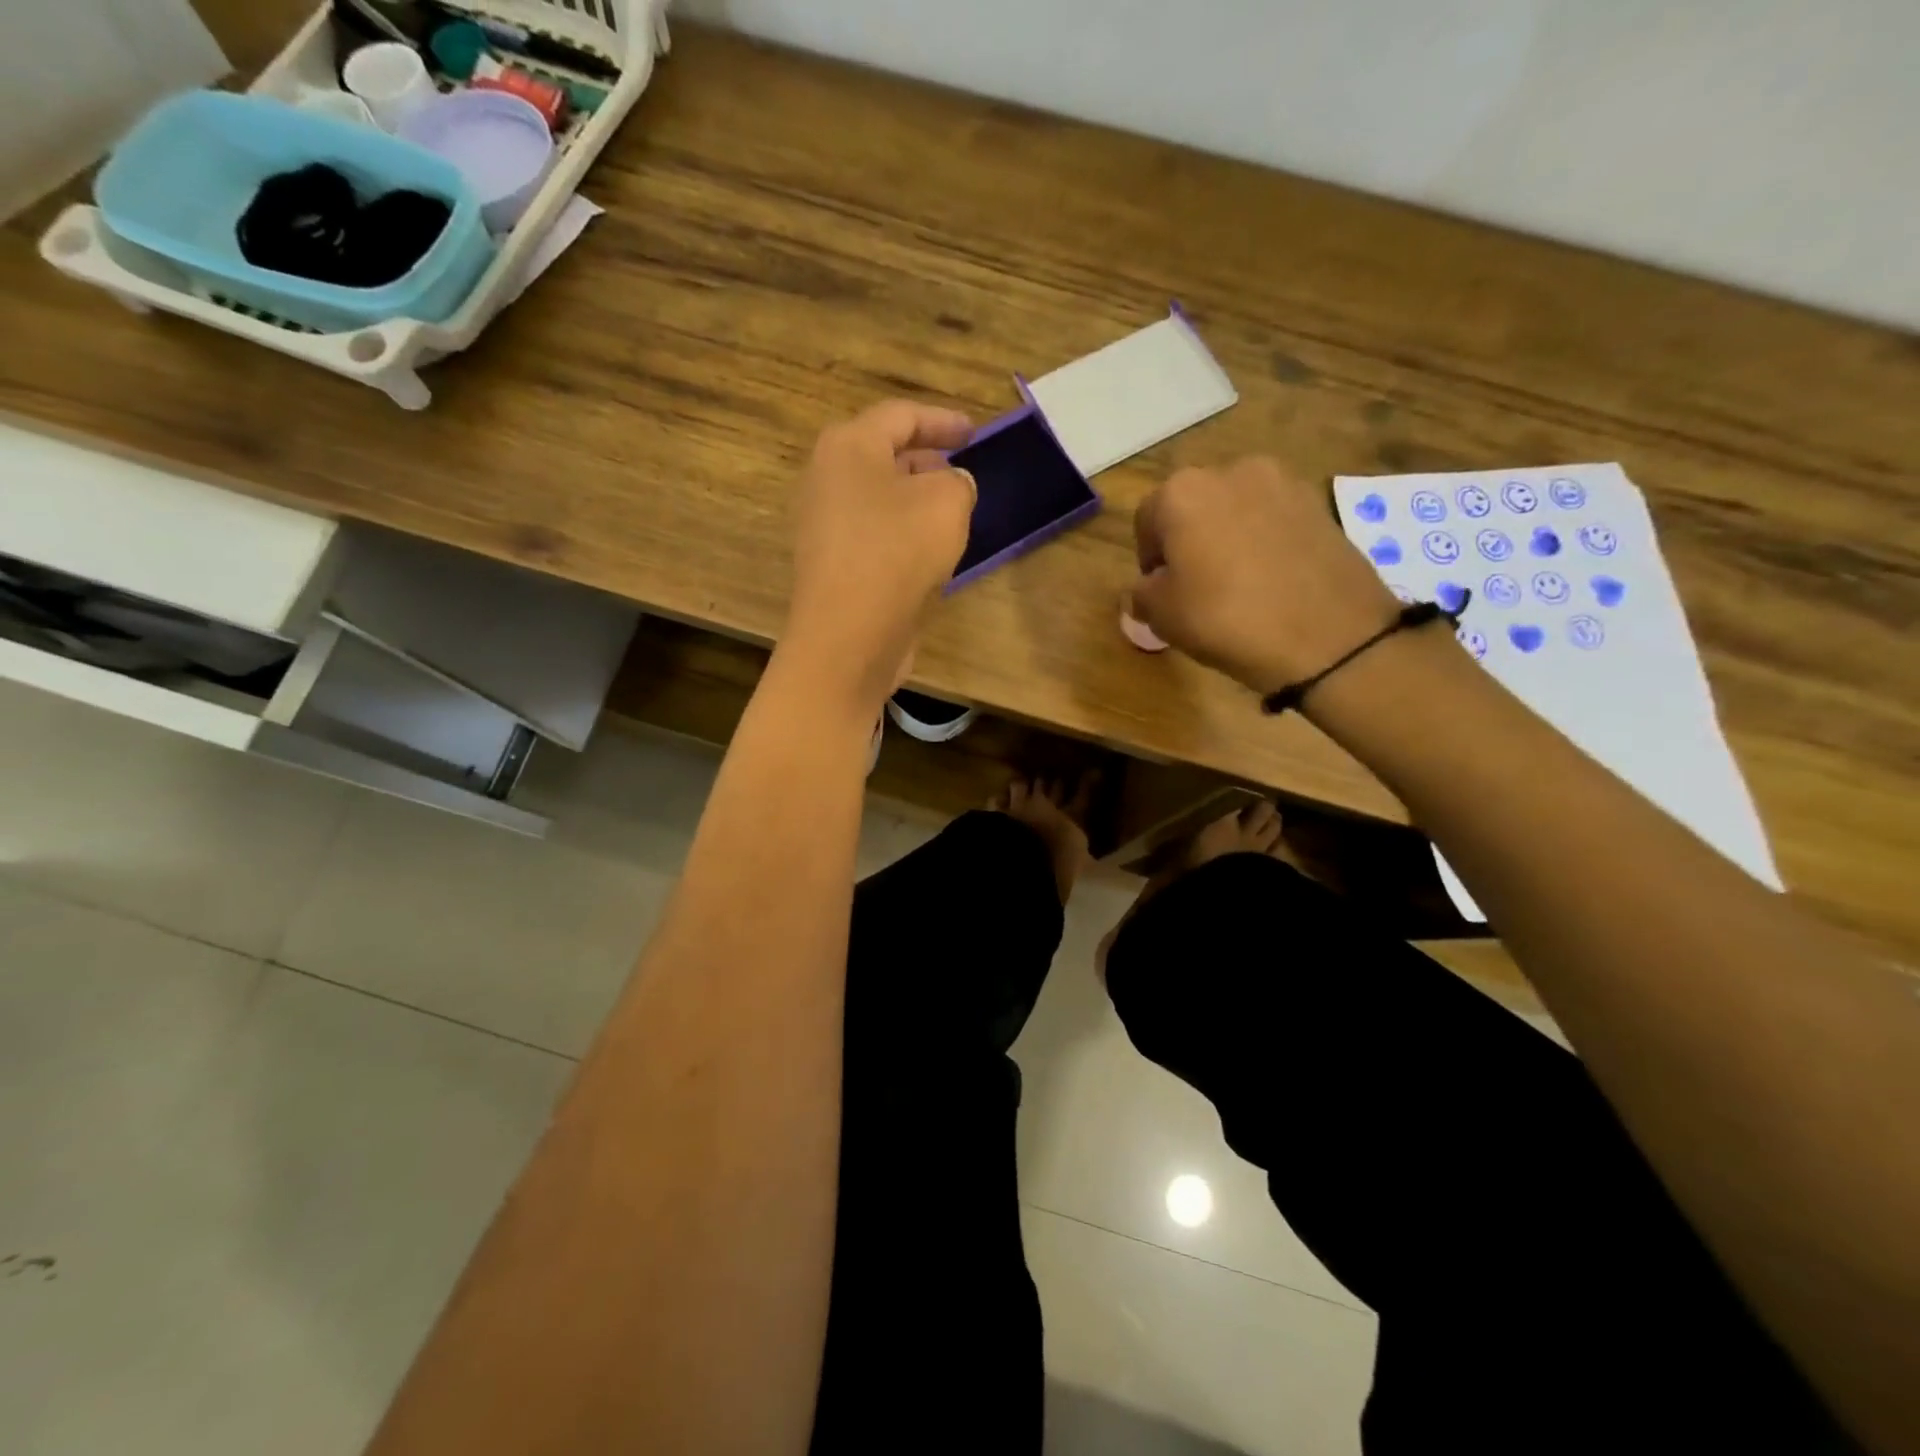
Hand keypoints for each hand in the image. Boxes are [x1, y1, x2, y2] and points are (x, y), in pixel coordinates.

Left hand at [783, 400, 976, 710]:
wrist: (848, 634)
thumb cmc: (897, 552)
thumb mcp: (948, 502)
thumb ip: (958, 482)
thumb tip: (950, 487)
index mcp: (849, 446)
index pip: (901, 416)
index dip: (943, 420)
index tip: (975, 433)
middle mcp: (826, 478)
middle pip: (883, 455)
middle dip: (927, 461)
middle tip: (962, 474)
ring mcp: (823, 524)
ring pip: (878, 498)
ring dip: (916, 501)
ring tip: (952, 514)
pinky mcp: (831, 564)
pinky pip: (873, 534)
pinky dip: (902, 533)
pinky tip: (929, 553)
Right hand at [1128, 457, 1398, 694]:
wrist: (1327, 635)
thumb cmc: (1225, 618)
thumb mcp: (1163, 615)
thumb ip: (1142, 594)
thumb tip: (1145, 590)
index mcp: (1181, 492)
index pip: (1146, 520)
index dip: (1148, 558)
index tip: (1159, 590)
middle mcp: (1230, 472)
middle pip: (1193, 506)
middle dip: (1188, 540)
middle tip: (1195, 586)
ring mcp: (1281, 483)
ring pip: (1236, 510)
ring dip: (1228, 537)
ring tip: (1237, 583)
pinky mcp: (1318, 504)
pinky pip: (1273, 520)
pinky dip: (1264, 542)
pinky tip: (1271, 580)